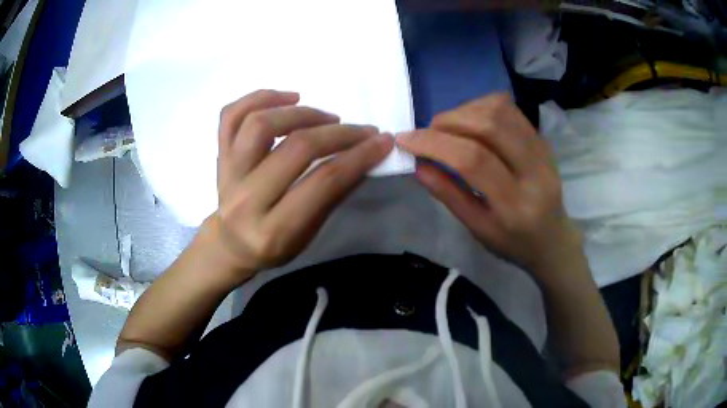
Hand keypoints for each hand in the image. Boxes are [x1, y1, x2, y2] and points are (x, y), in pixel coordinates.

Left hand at [208, 89, 392, 280]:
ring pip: (260, 124)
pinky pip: (231, 115)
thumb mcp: (307, 235)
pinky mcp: (219, 156)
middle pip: (296, 148)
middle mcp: (246, 200)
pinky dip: (260, 97)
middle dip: (339, 133)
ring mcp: (227, 174)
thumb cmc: (273, 245)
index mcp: (273, 230)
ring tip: (326, 116)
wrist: (230, 244)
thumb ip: (331, 197)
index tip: (382, 141)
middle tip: (362, 130)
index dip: (358, 156)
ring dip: (301, 112)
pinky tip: (288, 98)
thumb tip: (363, 156)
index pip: (323, 182)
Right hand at [396, 93, 581, 273]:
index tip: (405, 139)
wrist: (553, 238)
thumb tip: (418, 164)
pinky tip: (470, 121)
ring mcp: (543, 150)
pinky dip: (481, 107)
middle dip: (448, 122)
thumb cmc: (513, 243)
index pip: (474, 161)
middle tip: (427, 132)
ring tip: (447, 127)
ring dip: (464, 110)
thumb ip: (449, 195)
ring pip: (500, 110)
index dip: (434, 144)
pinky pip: (510, 109)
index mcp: (515, 205)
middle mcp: (534, 171)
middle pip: (489, 126)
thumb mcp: (477, 229)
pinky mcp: (542, 138)